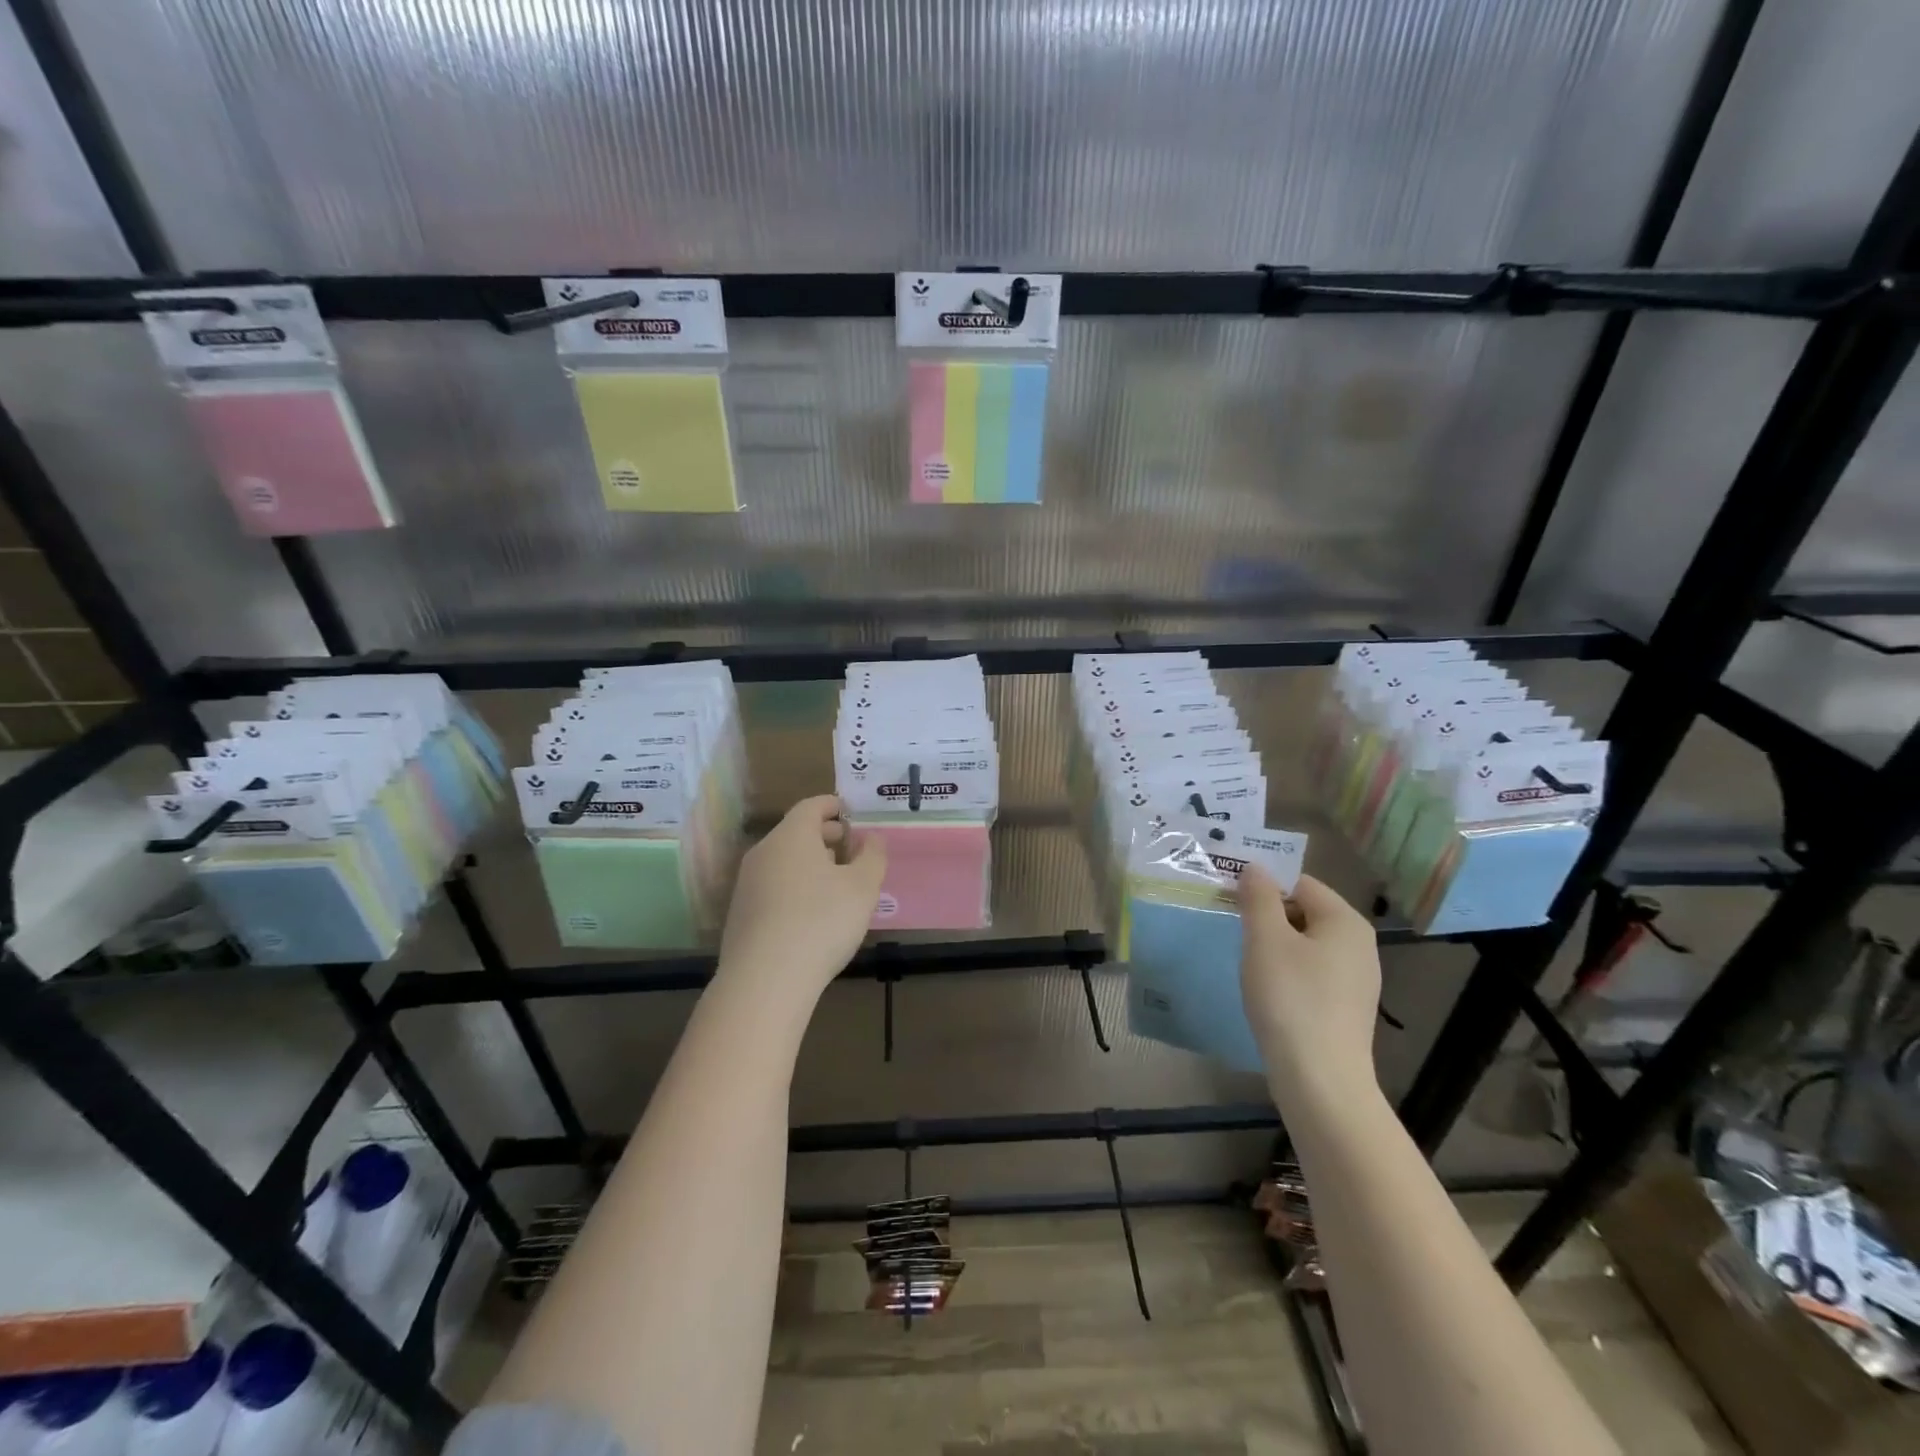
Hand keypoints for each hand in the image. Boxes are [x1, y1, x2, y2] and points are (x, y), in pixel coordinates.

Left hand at [717, 795, 885, 1005]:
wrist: (765, 980)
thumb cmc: (821, 921)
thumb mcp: (863, 887)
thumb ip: (872, 856)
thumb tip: (871, 838)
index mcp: (792, 836)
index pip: (811, 806)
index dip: (832, 805)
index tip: (849, 812)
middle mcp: (764, 852)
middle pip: (795, 833)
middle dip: (823, 836)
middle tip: (848, 848)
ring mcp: (747, 884)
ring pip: (782, 861)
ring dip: (808, 864)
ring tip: (834, 882)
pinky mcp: (740, 914)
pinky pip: (772, 887)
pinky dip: (793, 887)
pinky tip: (810, 913)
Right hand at [1239, 869, 1381, 1105]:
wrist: (1320, 1080)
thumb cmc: (1291, 998)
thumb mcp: (1265, 939)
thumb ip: (1258, 897)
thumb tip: (1255, 868)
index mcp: (1345, 921)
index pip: (1300, 883)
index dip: (1263, 885)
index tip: (1230, 899)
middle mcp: (1359, 945)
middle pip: (1305, 912)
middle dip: (1268, 916)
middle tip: (1234, 929)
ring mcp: (1356, 980)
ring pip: (1306, 945)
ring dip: (1274, 946)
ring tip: (1247, 963)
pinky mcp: (1346, 1008)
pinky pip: (1312, 973)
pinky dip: (1287, 973)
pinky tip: (1268, 993)